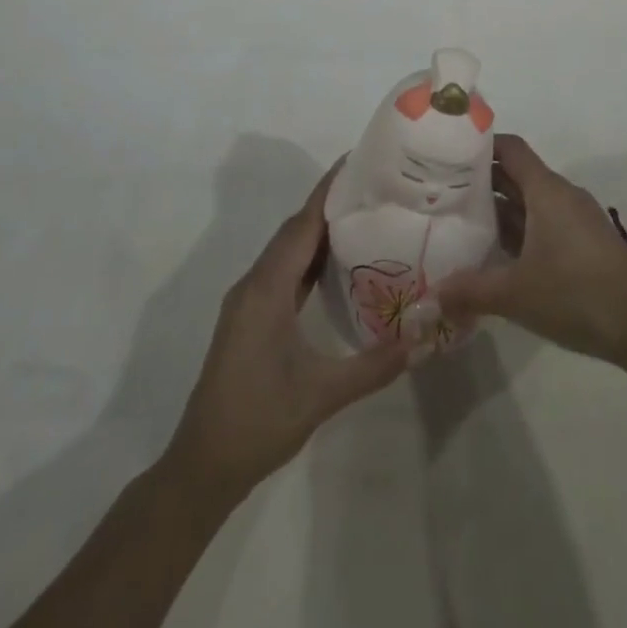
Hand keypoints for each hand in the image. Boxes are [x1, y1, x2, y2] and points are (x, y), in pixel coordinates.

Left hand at [165, 164, 407, 504]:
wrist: (203, 465)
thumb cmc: (259, 422)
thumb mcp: (321, 395)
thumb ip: (373, 366)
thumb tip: (423, 339)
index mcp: (266, 289)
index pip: (301, 225)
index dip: (328, 191)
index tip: (357, 162)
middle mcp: (254, 284)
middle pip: (294, 230)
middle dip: (329, 204)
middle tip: (373, 187)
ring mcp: (248, 300)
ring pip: (287, 250)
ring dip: (318, 230)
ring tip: (362, 216)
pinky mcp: (250, 316)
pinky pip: (283, 271)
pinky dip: (308, 258)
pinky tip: (335, 264)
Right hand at [433, 135, 626, 368]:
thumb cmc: (576, 294)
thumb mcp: (515, 294)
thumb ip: (469, 290)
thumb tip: (430, 294)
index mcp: (546, 190)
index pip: (510, 148)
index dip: (480, 146)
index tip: (447, 154)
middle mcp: (561, 195)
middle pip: (516, 174)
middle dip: (480, 181)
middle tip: (441, 191)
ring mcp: (575, 219)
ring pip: (529, 202)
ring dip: (498, 210)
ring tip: (460, 222)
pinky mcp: (583, 243)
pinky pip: (542, 223)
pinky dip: (518, 231)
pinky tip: (495, 254)